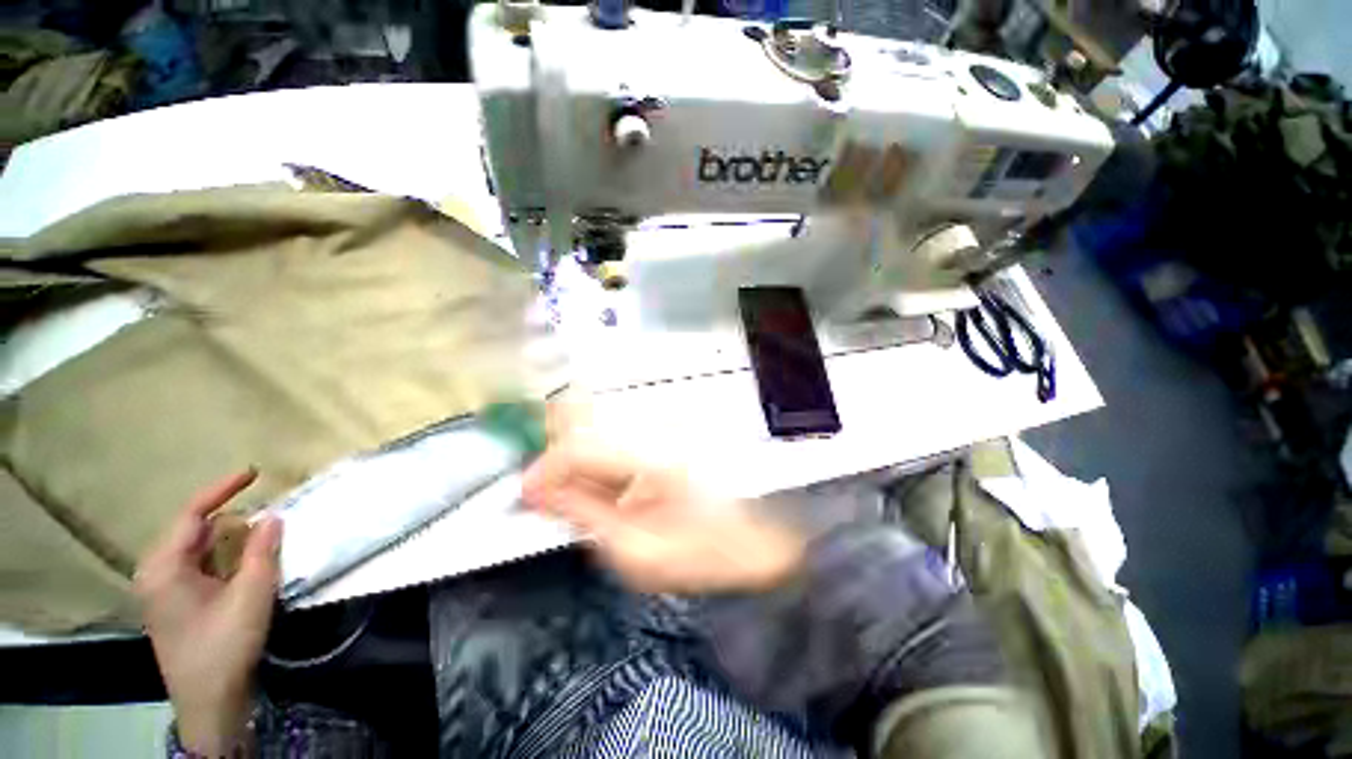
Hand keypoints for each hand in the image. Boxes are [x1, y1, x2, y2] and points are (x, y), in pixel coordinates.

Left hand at [135, 470, 281, 754]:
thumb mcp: (250, 596)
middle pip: (193, 530)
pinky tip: (246, 562)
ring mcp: (163, 590)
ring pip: (198, 549)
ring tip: (262, 534)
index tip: (253, 472)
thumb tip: (273, 515)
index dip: (221, 490)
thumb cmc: (224, 646)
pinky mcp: (175, 603)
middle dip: (229, 517)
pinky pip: (199, 565)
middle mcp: (156, 573)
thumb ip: (262, 551)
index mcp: (163, 568)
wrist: (209, 702)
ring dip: (229, 538)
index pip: (190, 515)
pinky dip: (224, 556)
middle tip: (267, 512)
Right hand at [522, 444, 804, 593]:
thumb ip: (585, 515)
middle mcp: (658, 431)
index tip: (526, 494)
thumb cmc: (700, 554)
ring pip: (601, 428)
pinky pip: (619, 438)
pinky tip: (605, 488)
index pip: (582, 446)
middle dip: (559, 458)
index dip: (546, 468)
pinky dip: (601, 461)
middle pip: (589, 426)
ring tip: (576, 496)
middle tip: (546, 492)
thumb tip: (541, 493)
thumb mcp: (635, 552)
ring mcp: (665, 429)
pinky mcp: (667, 434)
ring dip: (579, 460)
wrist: (751, 541)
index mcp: (654, 459)